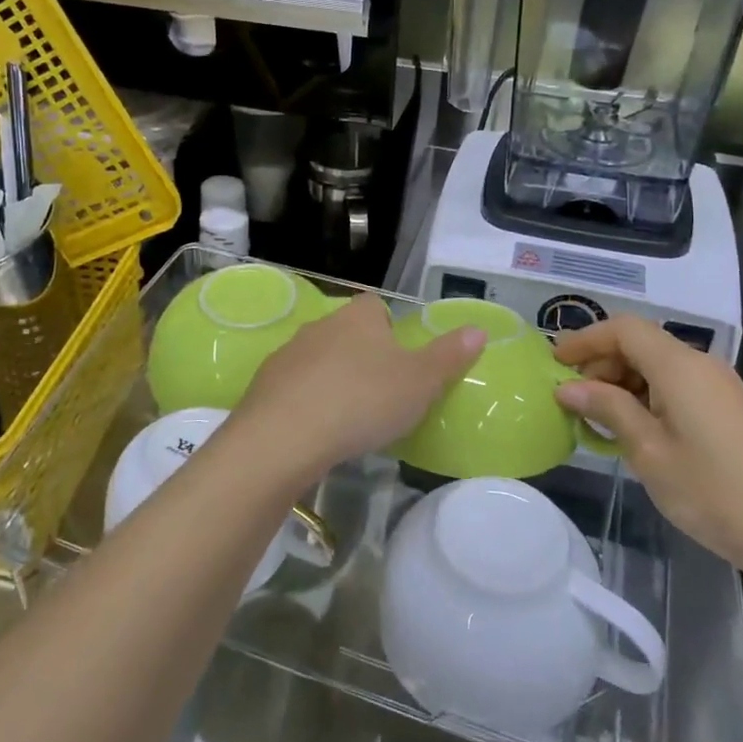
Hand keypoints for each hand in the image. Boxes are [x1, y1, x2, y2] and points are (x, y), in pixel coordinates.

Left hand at [220, 294, 483, 489]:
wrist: (285, 435)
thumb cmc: (363, 400)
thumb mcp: (420, 382)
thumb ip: (449, 356)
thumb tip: (478, 329)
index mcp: (359, 317)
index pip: (376, 306)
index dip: (390, 327)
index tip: (400, 359)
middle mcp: (321, 325)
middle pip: (346, 331)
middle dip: (361, 355)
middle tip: (380, 392)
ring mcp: (288, 353)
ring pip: (318, 358)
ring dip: (331, 378)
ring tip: (348, 415)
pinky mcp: (264, 384)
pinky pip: (293, 386)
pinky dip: (305, 401)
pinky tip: (315, 430)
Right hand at [552, 316, 742, 582]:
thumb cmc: (714, 491)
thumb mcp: (648, 451)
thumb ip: (607, 409)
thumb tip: (567, 387)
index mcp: (679, 366)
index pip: (623, 328)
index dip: (585, 339)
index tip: (554, 364)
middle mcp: (700, 365)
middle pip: (640, 344)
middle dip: (601, 363)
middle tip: (573, 400)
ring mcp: (719, 387)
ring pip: (658, 366)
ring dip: (622, 382)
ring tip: (598, 420)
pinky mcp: (729, 410)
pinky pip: (676, 386)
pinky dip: (646, 397)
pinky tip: (635, 431)